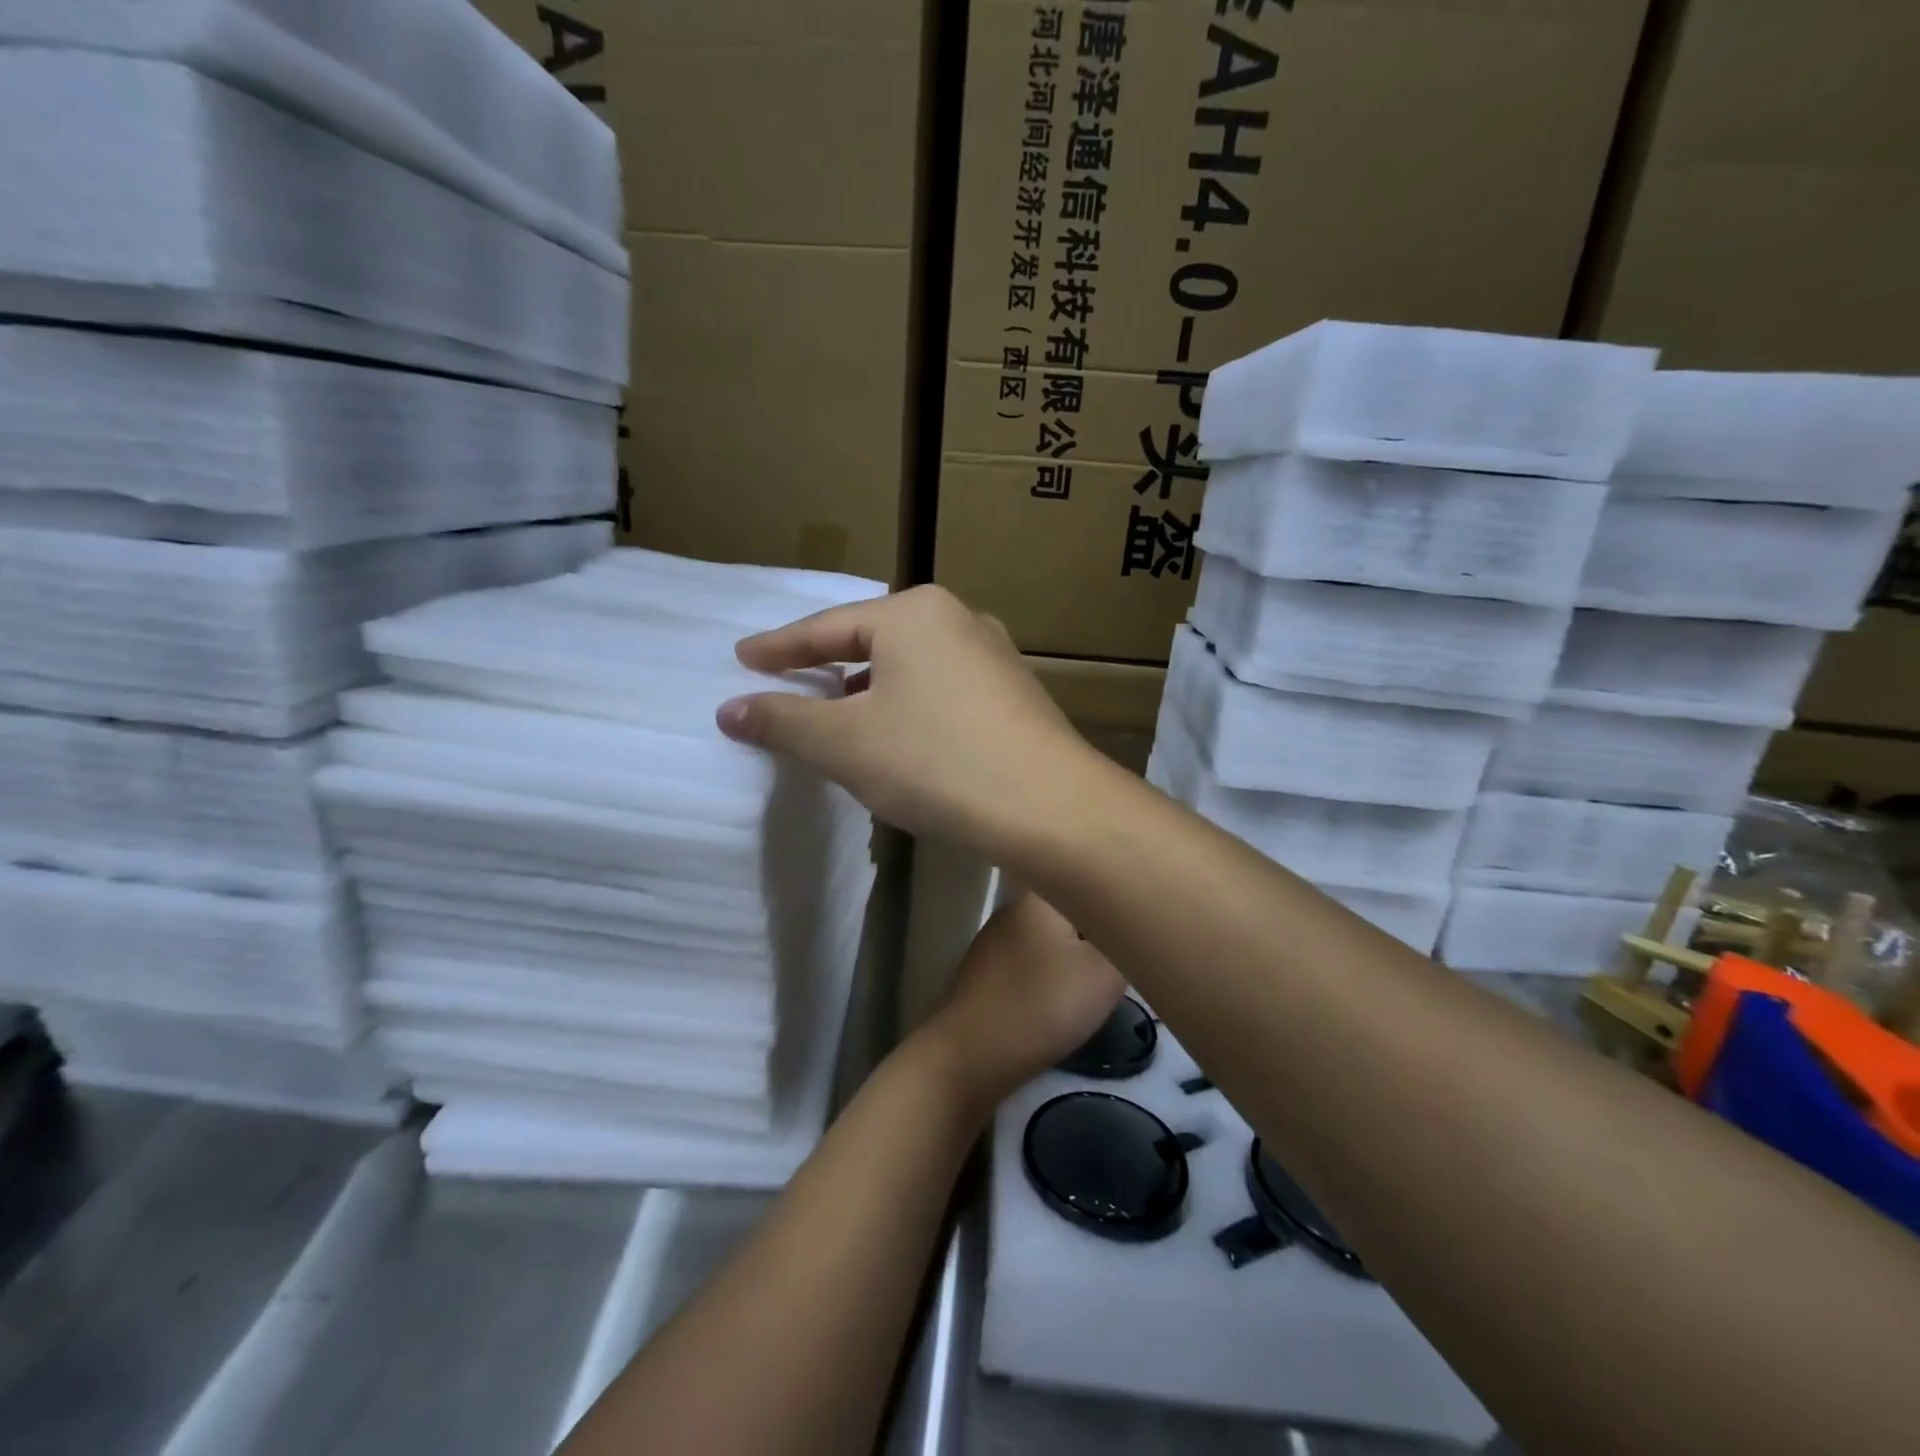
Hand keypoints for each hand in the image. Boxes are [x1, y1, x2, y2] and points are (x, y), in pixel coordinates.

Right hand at [715, 586, 1099, 847]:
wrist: (1049, 806)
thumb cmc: (935, 761)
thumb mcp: (845, 742)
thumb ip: (783, 721)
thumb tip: (729, 709)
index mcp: (913, 613)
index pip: (826, 627)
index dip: (779, 647)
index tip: (742, 658)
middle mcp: (958, 619)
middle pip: (872, 641)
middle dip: (828, 666)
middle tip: (789, 684)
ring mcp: (994, 656)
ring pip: (911, 667)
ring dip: (870, 690)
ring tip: (841, 716)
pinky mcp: (1015, 694)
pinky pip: (942, 690)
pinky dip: (909, 707)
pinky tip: (902, 738)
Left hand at [916, 892, 1125, 1112]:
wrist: (971, 1056)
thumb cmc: (1042, 1005)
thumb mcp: (1106, 974)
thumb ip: (1127, 942)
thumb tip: (1134, 922)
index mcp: (1039, 894)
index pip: (1087, 877)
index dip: (1117, 894)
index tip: (1141, 917)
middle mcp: (1013, 907)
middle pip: (1071, 908)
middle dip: (1099, 929)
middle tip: (1128, 955)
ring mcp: (994, 939)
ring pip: (1051, 936)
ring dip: (1076, 954)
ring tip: (1101, 979)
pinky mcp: (986, 971)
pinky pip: (1031, 961)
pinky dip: (1051, 975)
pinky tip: (1063, 998)